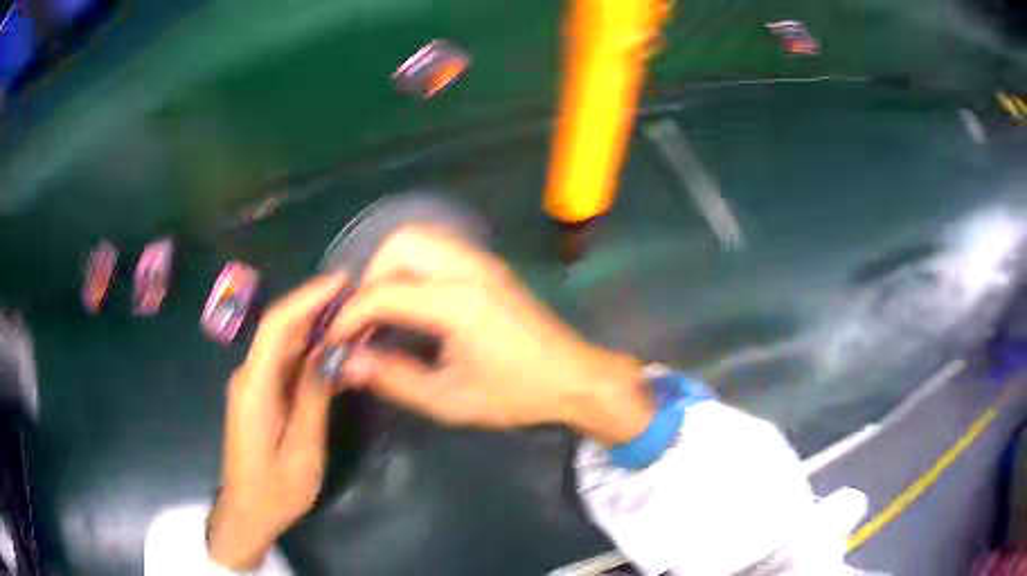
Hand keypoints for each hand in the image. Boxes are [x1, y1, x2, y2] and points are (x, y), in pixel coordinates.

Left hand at [208, 275, 345, 569]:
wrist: (248, 512)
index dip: (308, 297)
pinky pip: (283, 364)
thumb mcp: (303, 450)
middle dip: (316, 308)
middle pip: (279, 329)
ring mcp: (251, 385)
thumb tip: (330, 353)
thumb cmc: (276, 490)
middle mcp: (248, 376)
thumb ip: (313, 398)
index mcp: (255, 387)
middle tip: (358, 299)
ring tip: (352, 320)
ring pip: (283, 345)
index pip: (278, 326)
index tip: (342, 281)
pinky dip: (308, 353)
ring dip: (314, 329)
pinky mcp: (258, 395)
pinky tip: (333, 353)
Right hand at [328, 229, 654, 443]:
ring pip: (420, 239)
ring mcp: (482, 261)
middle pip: (401, 243)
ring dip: (391, 267)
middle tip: (365, 318)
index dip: (351, 316)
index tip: (336, 339)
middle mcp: (468, 269)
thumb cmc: (515, 394)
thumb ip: (393, 378)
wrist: (573, 377)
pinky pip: (438, 248)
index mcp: (457, 303)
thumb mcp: (448, 399)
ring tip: (384, 310)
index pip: (384, 293)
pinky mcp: (489, 266)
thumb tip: (347, 363)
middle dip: (371, 277)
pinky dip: (413, 266)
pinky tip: (412, 303)